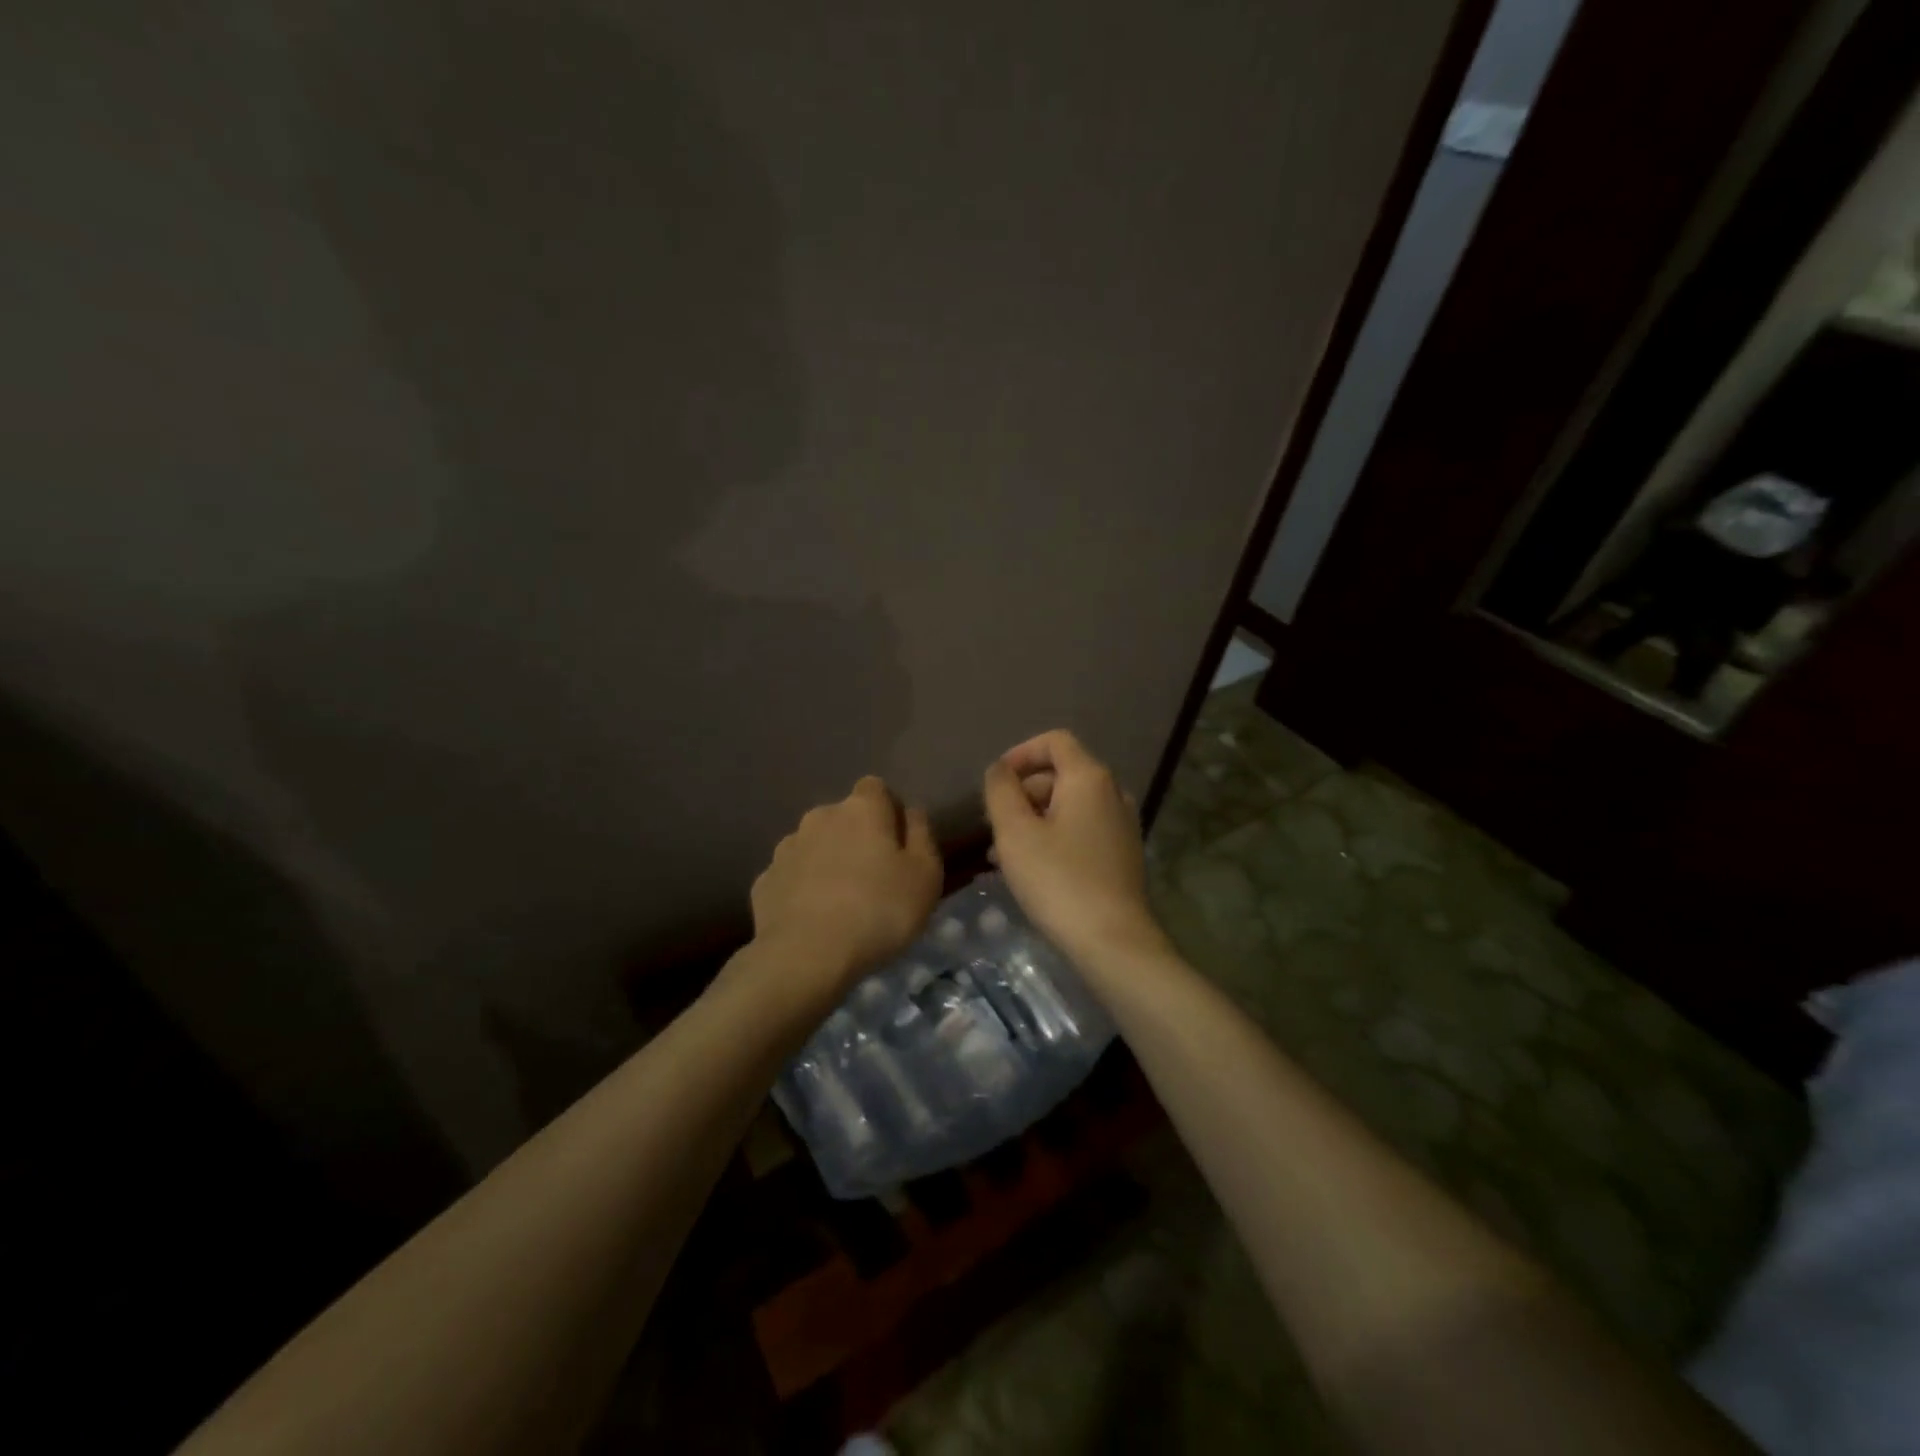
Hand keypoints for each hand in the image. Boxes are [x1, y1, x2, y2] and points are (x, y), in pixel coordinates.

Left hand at [750, 776, 942, 1000]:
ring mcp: (786, 848)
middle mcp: (820, 817)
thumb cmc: (879, 911)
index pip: (876, 788)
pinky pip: (792, 877)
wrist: (805, 956)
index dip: (890, 811)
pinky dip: (803, 889)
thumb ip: (922, 835)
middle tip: (875, 879)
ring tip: (842, 904)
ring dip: (828, 862)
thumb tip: (911, 812)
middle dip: (858, 838)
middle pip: (844, 818)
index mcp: (861, 809)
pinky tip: (814, 920)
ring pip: (815, 846)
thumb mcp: (926, 875)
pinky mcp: (764, 881)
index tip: (899, 845)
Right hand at [983, 730, 1165, 966]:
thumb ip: (1001, 791)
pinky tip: (1031, 870)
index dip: (1020, 754)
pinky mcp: (1122, 854)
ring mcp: (1122, 825)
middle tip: (994, 826)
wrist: (1113, 942)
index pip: (1054, 741)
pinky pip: (1081, 830)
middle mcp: (1112, 793)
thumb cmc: (1058, 880)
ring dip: (1034, 819)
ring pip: (1068, 806)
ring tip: (1002, 853)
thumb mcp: (1015, 833)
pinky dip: (1054, 837)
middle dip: (1023, 793)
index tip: (995, 783)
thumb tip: (999, 770)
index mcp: (1089, 778)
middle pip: (1060, 774)